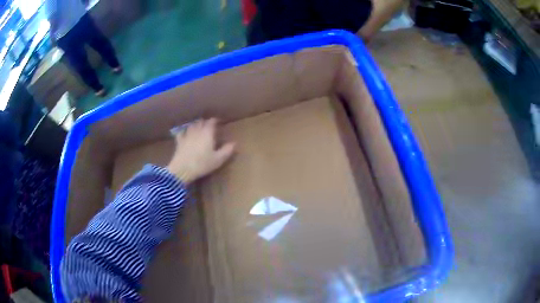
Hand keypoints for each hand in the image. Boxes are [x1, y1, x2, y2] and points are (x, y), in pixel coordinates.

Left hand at [166, 118, 234, 183]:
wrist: (182, 169)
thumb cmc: (202, 164)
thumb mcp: (218, 159)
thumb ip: (227, 150)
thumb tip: (234, 143)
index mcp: (207, 133)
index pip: (211, 121)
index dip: (215, 120)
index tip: (219, 122)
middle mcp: (197, 131)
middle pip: (201, 122)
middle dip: (205, 122)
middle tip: (209, 126)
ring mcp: (187, 135)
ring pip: (192, 125)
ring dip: (196, 125)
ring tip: (198, 128)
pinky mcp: (179, 141)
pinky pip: (181, 133)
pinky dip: (184, 131)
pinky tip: (184, 133)